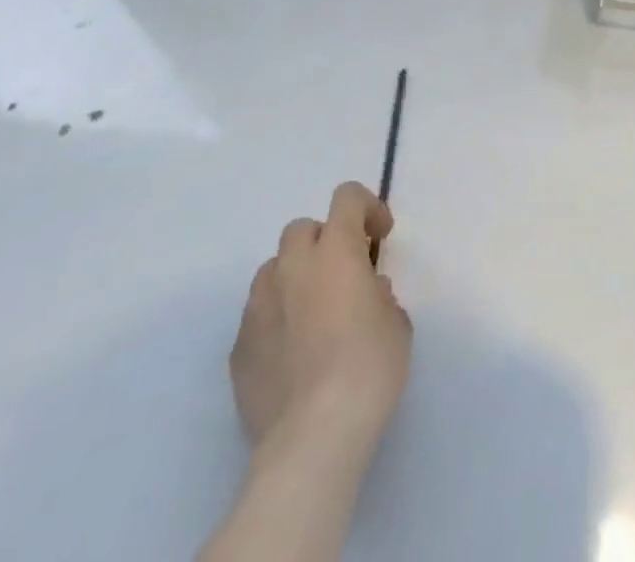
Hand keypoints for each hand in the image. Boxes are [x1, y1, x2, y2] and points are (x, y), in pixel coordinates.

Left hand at [229, 181, 412, 474]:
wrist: (313, 436)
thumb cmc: (368, 366)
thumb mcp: (396, 320)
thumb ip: (379, 293)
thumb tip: (366, 293)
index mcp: (335, 251)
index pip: (346, 197)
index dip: (366, 207)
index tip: (380, 237)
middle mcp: (291, 268)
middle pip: (301, 229)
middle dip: (324, 241)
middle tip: (345, 272)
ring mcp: (258, 309)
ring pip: (273, 271)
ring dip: (295, 278)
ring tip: (315, 313)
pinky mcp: (238, 350)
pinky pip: (258, 316)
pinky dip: (277, 320)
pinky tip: (294, 354)